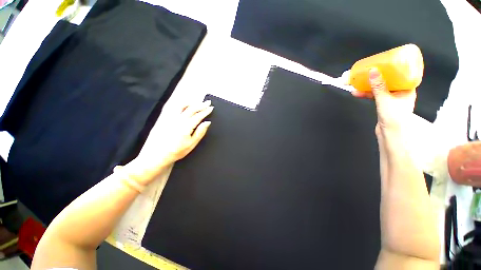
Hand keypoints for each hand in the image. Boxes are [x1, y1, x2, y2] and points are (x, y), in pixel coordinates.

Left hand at [126, 100, 213, 183]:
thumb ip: (200, 132)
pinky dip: (181, 104)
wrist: (157, 155)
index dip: (206, 111)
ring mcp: (170, 117)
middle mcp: (178, 119)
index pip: (198, 115)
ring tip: (197, 102)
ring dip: (191, 102)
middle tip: (207, 102)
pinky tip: (184, 104)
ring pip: (182, 105)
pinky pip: (173, 107)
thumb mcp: (192, 143)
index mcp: (186, 126)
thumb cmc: (177, 151)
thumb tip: (207, 122)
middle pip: (191, 109)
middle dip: (201, 104)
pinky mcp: (164, 118)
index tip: (211, 108)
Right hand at [352, 68, 415, 136]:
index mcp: (407, 89)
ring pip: (379, 87)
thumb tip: (373, 71)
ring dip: (368, 86)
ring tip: (357, 83)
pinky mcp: (383, 104)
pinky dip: (366, 93)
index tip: (384, 62)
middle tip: (367, 71)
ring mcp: (391, 98)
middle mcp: (400, 92)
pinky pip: (374, 95)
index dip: (393, 67)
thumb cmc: (394, 118)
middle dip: (376, 76)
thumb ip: (379, 86)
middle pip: (388, 80)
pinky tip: (356, 92)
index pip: (402, 73)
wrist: (390, 134)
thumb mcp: (386, 100)